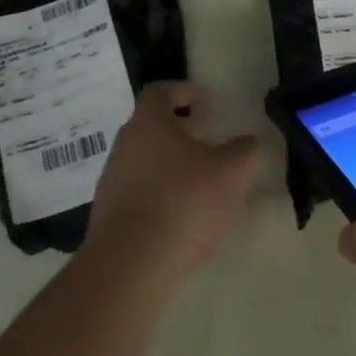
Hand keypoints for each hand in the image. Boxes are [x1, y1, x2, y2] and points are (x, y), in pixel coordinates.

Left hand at [84, 82, 263, 285]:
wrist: (130, 264)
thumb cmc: (184, 202)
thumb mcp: (231, 172)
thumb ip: (245, 151)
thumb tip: (248, 143)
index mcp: (149, 122)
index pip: (161, 91)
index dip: (186, 92)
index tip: (208, 105)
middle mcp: (125, 143)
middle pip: (152, 126)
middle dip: (181, 130)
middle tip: (209, 143)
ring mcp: (112, 179)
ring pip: (145, 159)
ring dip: (170, 164)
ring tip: (199, 184)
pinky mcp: (108, 214)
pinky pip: (137, 191)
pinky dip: (159, 193)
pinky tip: (180, 216)